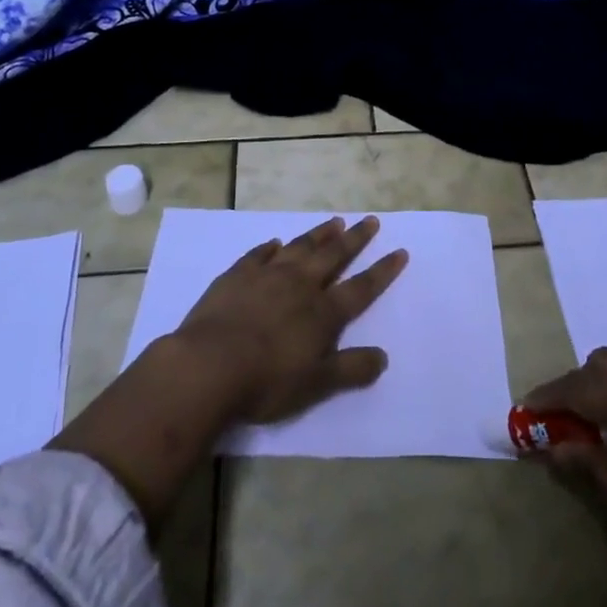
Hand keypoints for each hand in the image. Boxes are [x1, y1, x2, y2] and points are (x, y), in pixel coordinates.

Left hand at [51, 215, 406, 529]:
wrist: (208, 366)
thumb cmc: (266, 382)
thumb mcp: (316, 385)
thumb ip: (350, 369)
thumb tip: (383, 356)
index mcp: (322, 313)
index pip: (361, 288)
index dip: (382, 271)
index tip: (399, 251)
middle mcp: (300, 285)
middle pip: (333, 256)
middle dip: (355, 239)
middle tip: (370, 220)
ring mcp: (267, 276)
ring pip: (300, 247)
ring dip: (319, 234)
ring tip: (334, 221)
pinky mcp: (237, 275)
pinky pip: (259, 254)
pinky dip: (271, 247)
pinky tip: (275, 243)